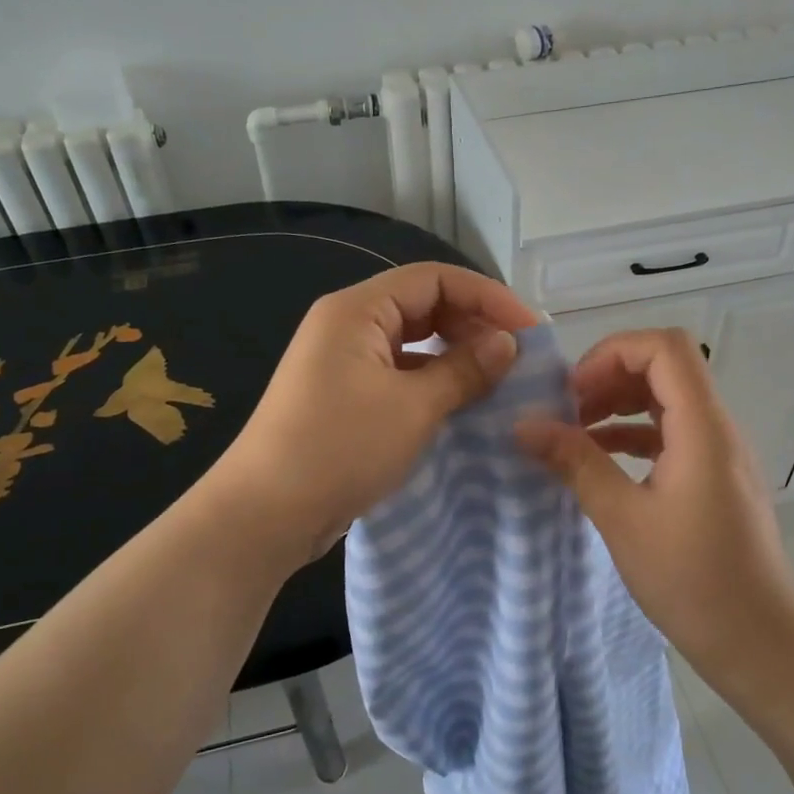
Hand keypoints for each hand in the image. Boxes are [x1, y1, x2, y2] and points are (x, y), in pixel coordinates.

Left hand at [209, 263, 540, 565]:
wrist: (265, 514)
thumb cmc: (340, 448)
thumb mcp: (413, 407)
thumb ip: (464, 369)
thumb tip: (506, 343)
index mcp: (357, 310)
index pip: (434, 279)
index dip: (487, 297)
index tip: (529, 330)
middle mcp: (347, 325)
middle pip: (422, 305)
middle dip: (472, 325)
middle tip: (516, 358)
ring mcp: (342, 362)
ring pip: (411, 342)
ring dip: (454, 355)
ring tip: (496, 380)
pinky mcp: (343, 396)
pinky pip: (397, 373)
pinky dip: (431, 381)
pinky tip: (459, 403)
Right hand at [515, 329, 793, 700]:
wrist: (758, 640)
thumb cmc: (692, 579)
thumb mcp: (622, 518)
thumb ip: (575, 463)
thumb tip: (524, 426)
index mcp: (702, 428)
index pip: (665, 348)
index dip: (612, 354)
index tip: (573, 393)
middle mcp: (717, 428)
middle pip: (665, 368)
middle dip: (609, 378)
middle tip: (565, 413)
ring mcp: (720, 453)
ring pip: (667, 401)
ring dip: (619, 407)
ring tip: (573, 435)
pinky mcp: (715, 477)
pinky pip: (672, 434)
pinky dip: (634, 435)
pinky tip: (600, 462)